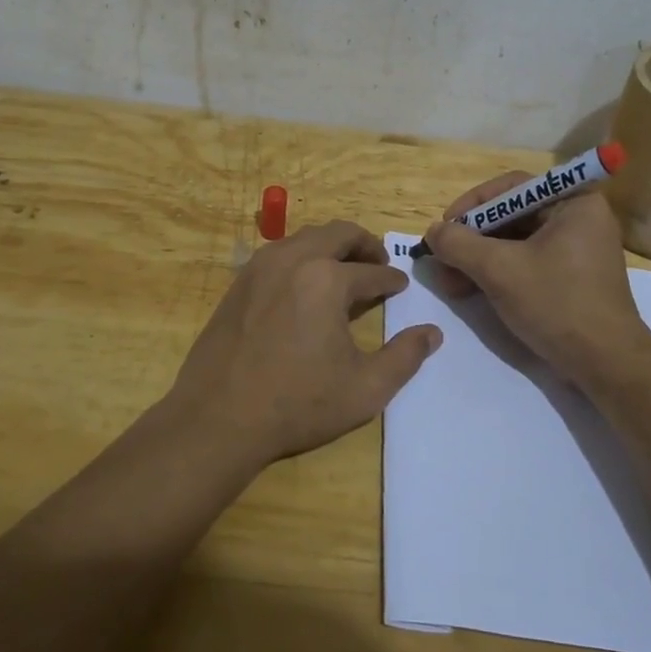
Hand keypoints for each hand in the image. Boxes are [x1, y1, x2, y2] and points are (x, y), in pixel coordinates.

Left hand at [164, 220, 440, 467]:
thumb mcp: (365, 389)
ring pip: (306, 237)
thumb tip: (432, 333)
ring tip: (345, 270)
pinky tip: (306, 285)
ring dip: (332, 246)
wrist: (218, 417)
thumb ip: (405, 357)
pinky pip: (280, 253)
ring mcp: (261, 266)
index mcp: (327, 279)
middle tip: (379, 262)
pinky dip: (302, 257)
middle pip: (338, 233)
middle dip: (365, 245)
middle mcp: (294, 259)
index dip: (392, 279)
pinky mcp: (239, 282)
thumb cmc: (297, 403)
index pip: (372, 271)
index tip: (401, 286)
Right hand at [423, 175, 650, 386]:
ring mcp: (577, 251)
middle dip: (472, 239)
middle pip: (511, 216)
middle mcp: (579, 219)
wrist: (606, 365)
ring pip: (515, 243)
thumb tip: (433, 232)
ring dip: (478, 260)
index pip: (511, 188)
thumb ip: (459, 244)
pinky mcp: (571, 279)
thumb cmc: (557, 304)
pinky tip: (470, 291)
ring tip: (449, 283)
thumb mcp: (499, 269)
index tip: (445, 227)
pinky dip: (497, 274)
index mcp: (574, 203)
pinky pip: (526, 263)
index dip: (472, 205)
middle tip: (442, 259)